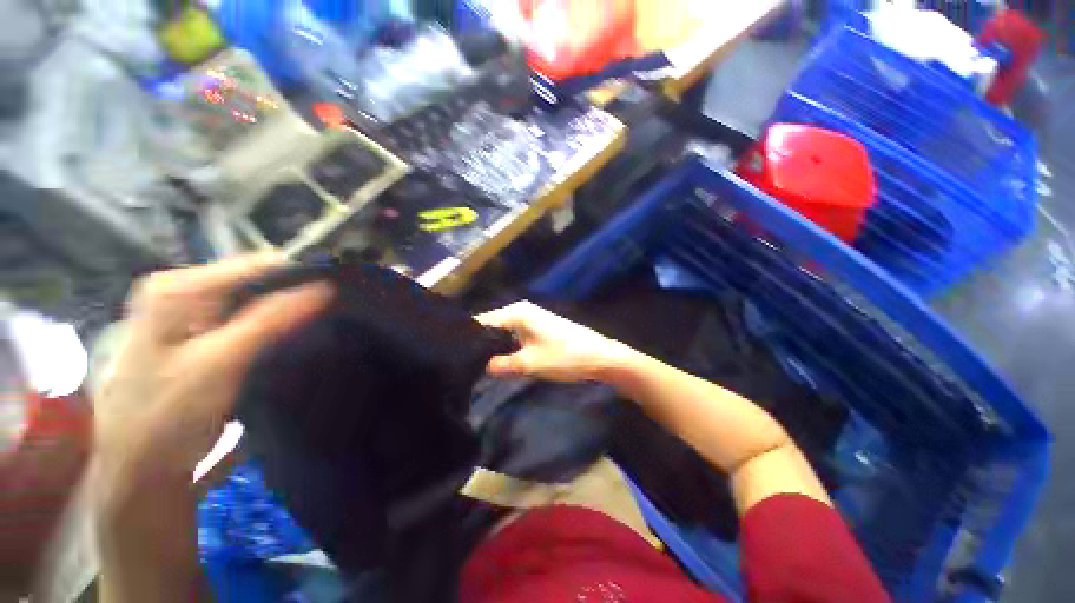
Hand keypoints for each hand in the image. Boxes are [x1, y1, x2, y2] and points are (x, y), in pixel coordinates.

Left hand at [93, 255, 332, 489]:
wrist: (137, 467)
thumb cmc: (168, 415)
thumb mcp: (221, 364)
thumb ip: (271, 320)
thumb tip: (325, 286)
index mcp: (179, 287)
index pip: (258, 264)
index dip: (303, 276)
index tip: (342, 294)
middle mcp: (181, 290)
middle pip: (256, 281)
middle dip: (295, 296)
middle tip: (332, 315)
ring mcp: (187, 312)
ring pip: (254, 301)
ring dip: (286, 313)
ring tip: (318, 327)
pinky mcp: (196, 333)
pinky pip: (247, 318)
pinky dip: (272, 327)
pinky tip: (289, 340)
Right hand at [475, 301, 630, 382]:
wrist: (599, 357)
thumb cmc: (564, 356)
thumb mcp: (529, 363)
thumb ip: (501, 365)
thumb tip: (482, 366)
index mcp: (517, 312)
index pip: (483, 321)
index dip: (470, 338)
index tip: (456, 356)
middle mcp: (521, 311)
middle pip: (492, 326)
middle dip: (481, 344)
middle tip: (465, 365)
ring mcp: (531, 319)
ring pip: (504, 333)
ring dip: (494, 348)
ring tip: (477, 366)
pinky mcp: (538, 329)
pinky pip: (515, 337)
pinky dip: (507, 348)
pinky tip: (500, 362)